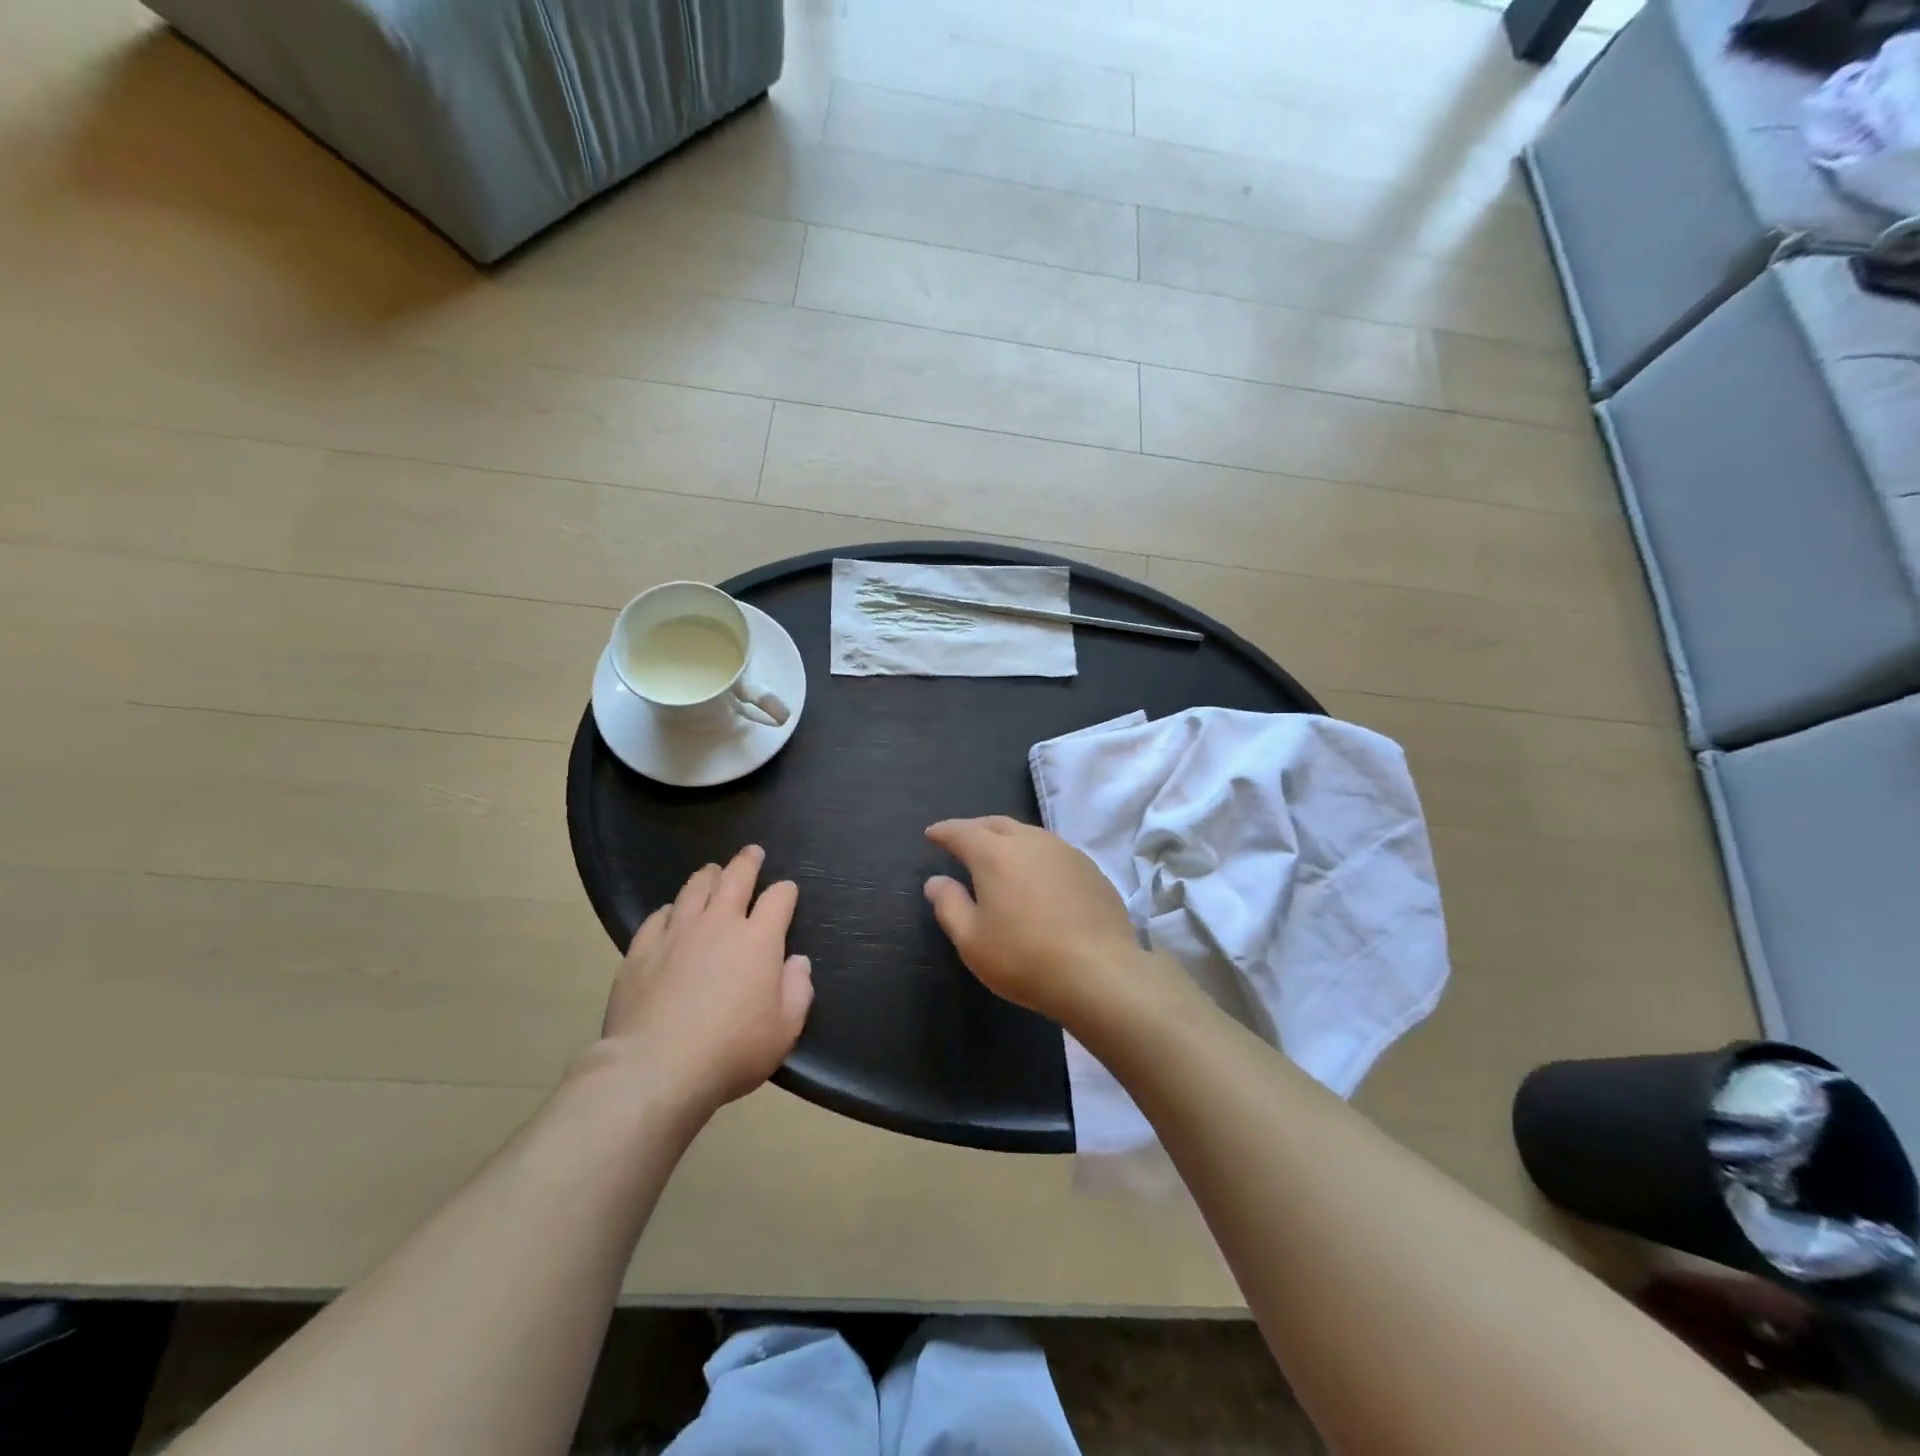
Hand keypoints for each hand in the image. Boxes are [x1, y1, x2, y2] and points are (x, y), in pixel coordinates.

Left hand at [598, 845, 812, 1118]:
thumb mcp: (785, 1029)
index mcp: (758, 939)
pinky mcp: (641, 951)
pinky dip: (670, 909)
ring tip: (712, 871)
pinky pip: (657, 917)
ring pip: (694, 889)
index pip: (778, 898)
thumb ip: (798, 991)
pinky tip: (671, 912)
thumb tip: (797, 962)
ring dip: (708, 876)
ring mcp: (676, 933)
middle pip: (735, 878)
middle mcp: (719, 924)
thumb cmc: (731, 1050)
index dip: (785, 891)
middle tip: (752, 852)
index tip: (787, 890)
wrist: (656, 1068)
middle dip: (747, 862)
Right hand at [923, 816, 1158, 1027]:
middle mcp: (1030, 841)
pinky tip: (1036, 877)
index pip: (961, 831)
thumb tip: (936, 881)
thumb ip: (949, 905)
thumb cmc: (1024, 957)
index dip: (943, 831)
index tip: (932, 834)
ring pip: (1028, 834)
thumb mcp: (972, 940)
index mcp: (995, 853)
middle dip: (975, 829)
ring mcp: (1065, 851)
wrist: (1100, 972)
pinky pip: (1053, 851)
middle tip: (962, 841)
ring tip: (999, 856)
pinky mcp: (1090, 868)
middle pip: (996, 824)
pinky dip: (1035, 856)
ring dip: (1008, 840)